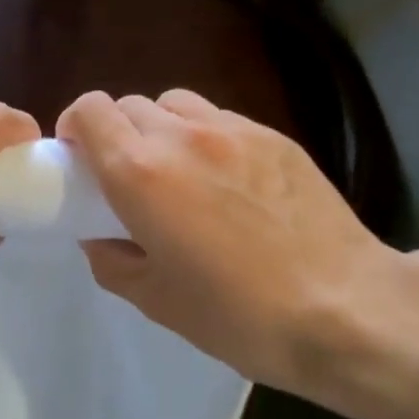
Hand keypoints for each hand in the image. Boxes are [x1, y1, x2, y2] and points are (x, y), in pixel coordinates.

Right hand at [56, 89, 399, 402]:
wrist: (344, 309)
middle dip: (117, 134)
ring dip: (161, 129)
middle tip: (129, 179)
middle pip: (129, 105)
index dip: (74, 128)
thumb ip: (111, 259)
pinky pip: (220, 120)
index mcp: (140, 173)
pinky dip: (204, 138)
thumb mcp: (154, 300)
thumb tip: (100, 235)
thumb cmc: (237, 314)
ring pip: (175, 104)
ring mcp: (233, 131)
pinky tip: (227, 181)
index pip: (89, 111)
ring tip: (178, 173)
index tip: (79, 162)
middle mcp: (181, 136)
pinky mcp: (275, 138)